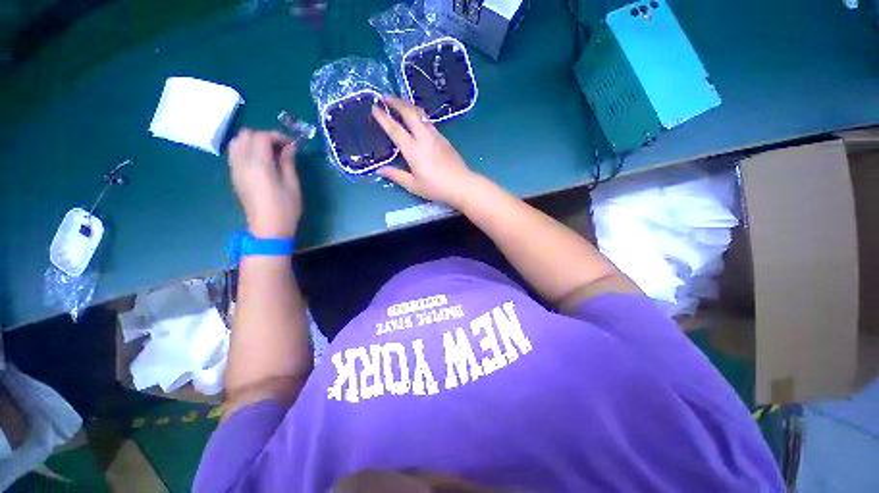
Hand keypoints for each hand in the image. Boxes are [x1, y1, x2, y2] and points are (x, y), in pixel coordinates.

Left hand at [228, 129, 301, 237]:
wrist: (268, 228)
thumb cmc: (285, 207)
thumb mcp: (292, 184)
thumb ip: (288, 162)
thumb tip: (290, 147)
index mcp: (258, 164)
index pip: (262, 137)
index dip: (278, 136)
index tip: (291, 144)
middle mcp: (242, 162)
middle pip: (246, 135)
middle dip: (264, 136)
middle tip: (281, 148)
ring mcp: (235, 169)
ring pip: (237, 142)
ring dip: (253, 142)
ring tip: (270, 153)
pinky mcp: (234, 176)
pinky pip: (235, 153)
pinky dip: (246, 150)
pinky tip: (261, 161)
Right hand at [371, 96, 476, 206]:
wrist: (462, 185)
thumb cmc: (436, 188)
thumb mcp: (413, 185)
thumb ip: (396, 176)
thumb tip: (380, 170)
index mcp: (413, 150)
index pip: (395, 129)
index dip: (384, 118)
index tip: (374, 107)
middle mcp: (424, 138)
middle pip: (410, 113)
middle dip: (397, 102)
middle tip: (386, 96)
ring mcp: (436, 136)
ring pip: (421, 115)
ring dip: (409, 106)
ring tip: (400, 103)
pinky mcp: (444, 139)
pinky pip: (429, 122)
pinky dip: (419, 116)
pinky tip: (417, 120)